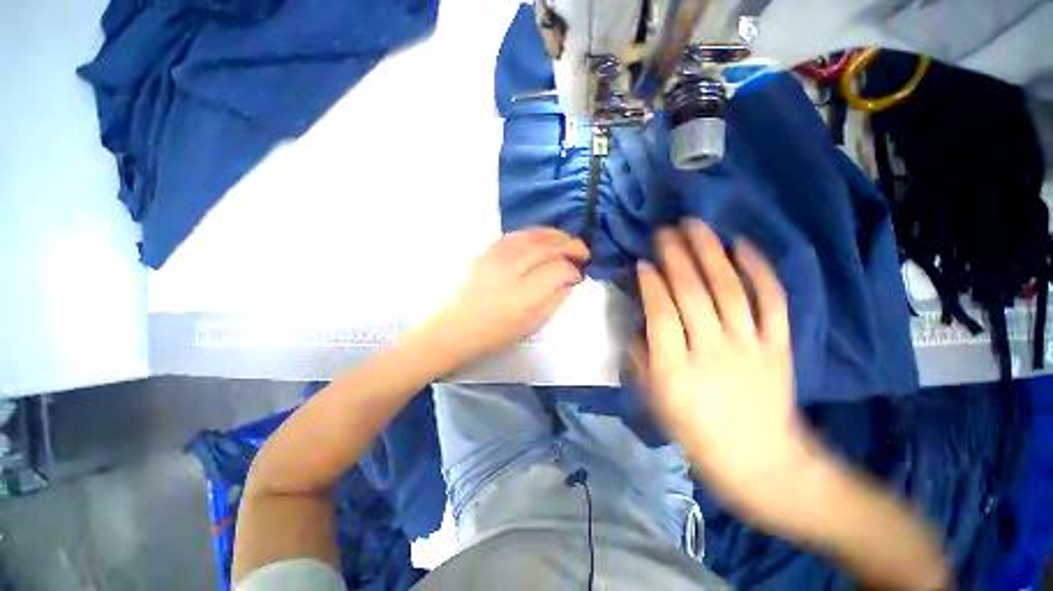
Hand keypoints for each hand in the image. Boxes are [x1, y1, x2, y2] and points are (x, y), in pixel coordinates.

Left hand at [432, 228, 589, 361]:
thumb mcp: (532, 325)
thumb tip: (571, 279)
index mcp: (524, 295)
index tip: (579, 274)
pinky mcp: (485, 250)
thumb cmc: (493, 334)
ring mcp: (495, 256)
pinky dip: (535, 234)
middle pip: (547, 246)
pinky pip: (516, 235)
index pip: (559, 269)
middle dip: (571, 245)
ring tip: (567, 241)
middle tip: (582, 251)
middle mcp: (511, 269)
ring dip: (555, 235)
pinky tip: (542, 239)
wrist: (451, 327)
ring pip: (532, 235)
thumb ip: (556, 299)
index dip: (573, 269)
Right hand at [633, 219, 807, 503]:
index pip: (660, 313)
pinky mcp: (779, 345)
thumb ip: (642, 358)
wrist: (762, 461)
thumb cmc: (698, 433)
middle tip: (665, 231)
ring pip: (728, 289)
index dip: (651, 283)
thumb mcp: (655, 403)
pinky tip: (743, 246)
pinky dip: (759, 271)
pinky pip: (772, 301)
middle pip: (692, 293)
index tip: (643, 262)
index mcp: (675, 370)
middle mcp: (711, 351)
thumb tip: (639, 321)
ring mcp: (750, 346)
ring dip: (710, 253)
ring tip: (696, 226)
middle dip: (676, 257)